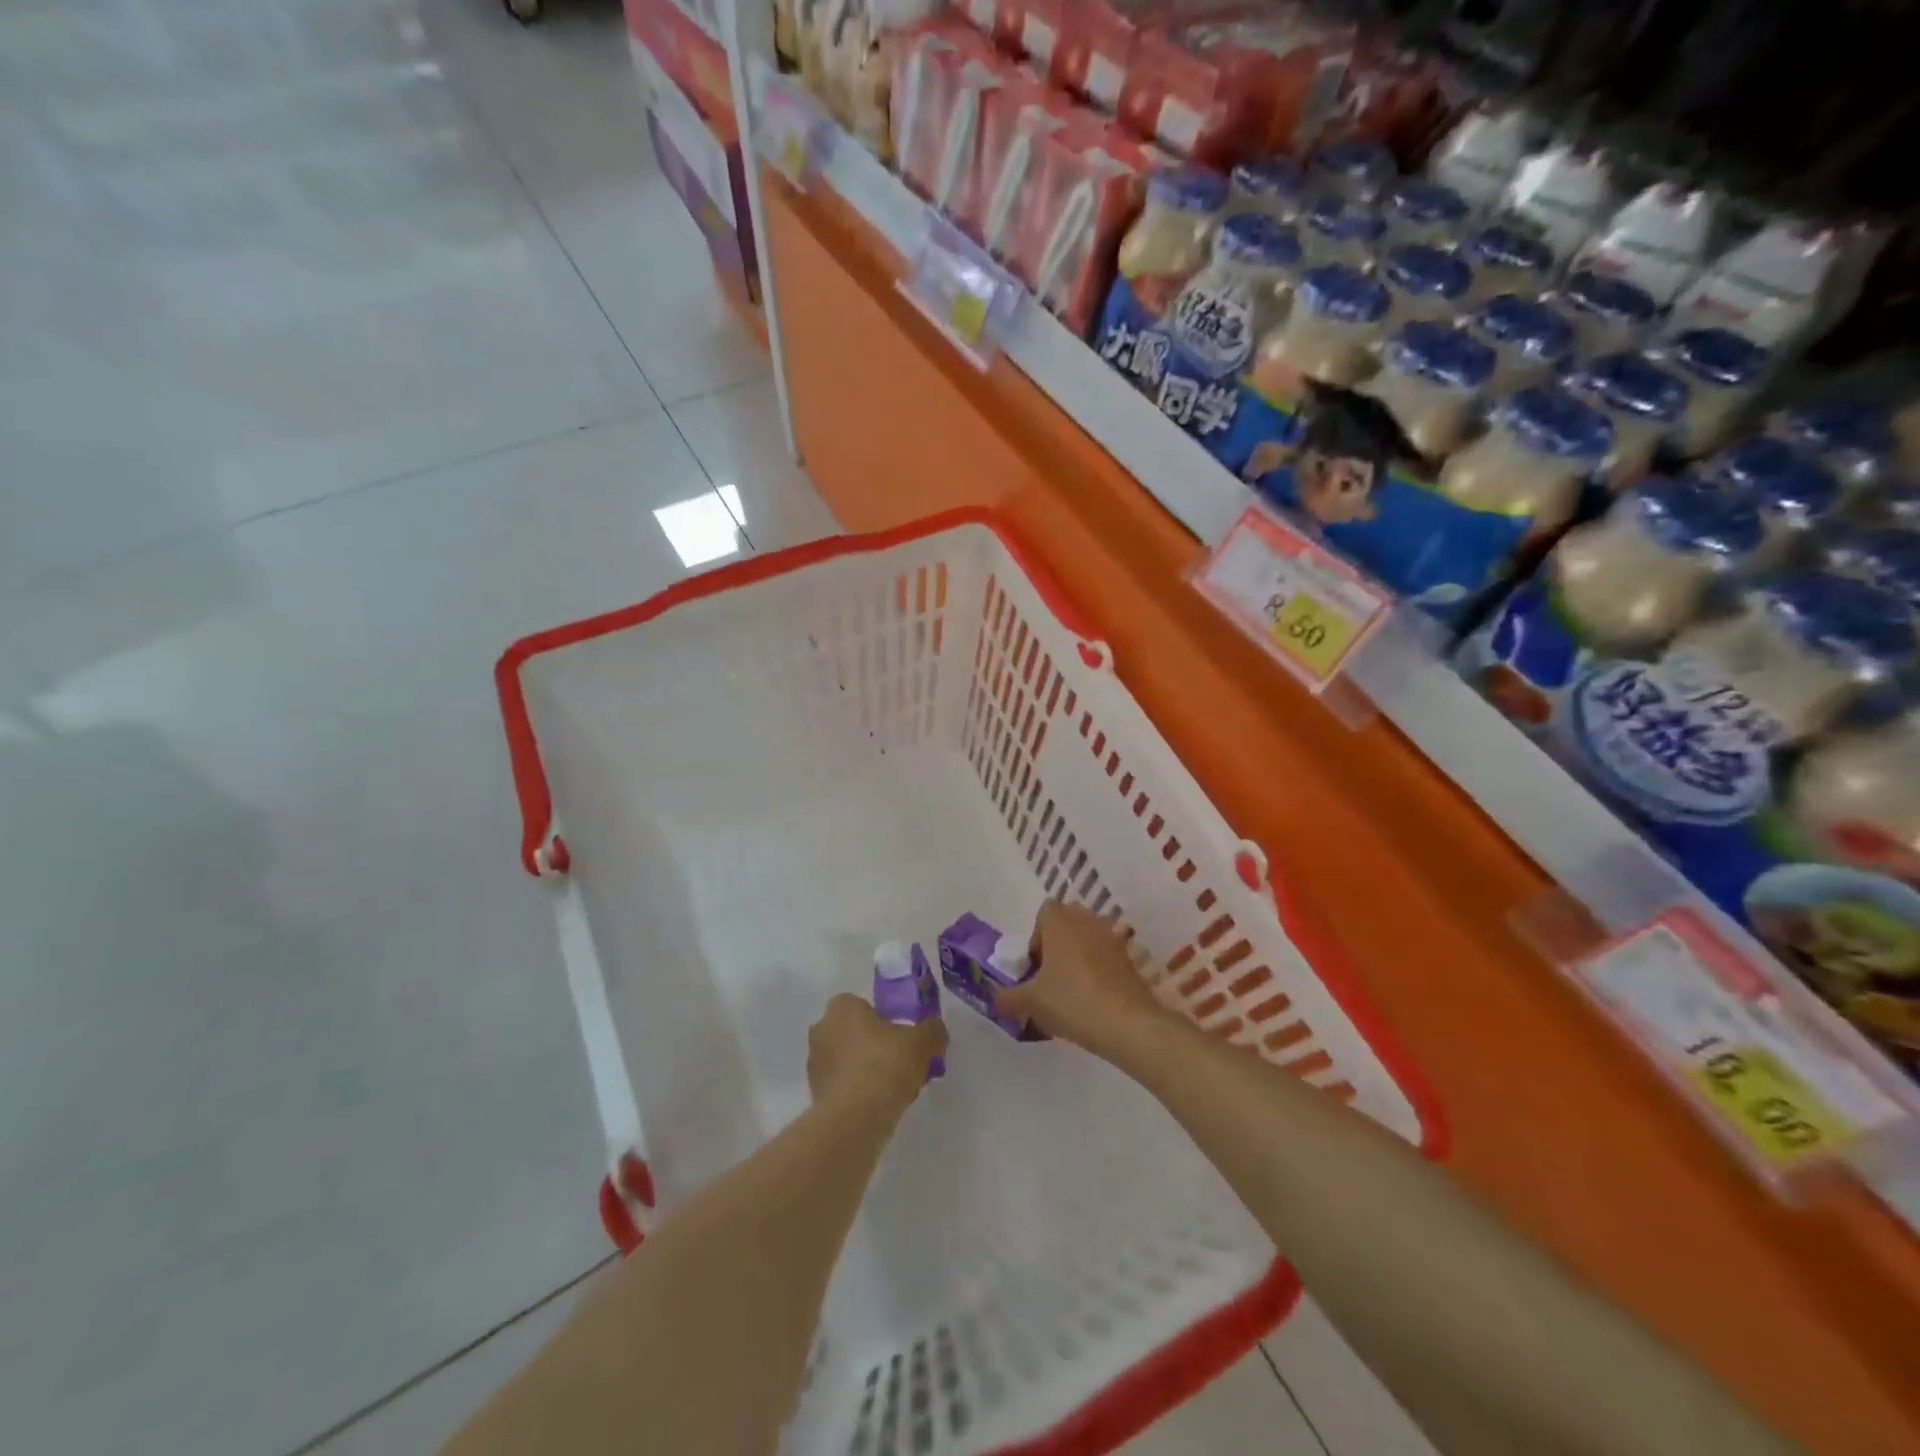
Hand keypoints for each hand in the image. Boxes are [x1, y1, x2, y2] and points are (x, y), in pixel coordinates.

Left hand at [807, 994, 946, 1118]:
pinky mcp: (814, 1094)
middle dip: (872, 1044)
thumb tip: (935, 1028)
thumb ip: (932, 1030)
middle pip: (853, 1032)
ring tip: (892, 1089)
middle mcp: (821, 1029)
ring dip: (864, 1069)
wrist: (854, 1119)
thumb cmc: (885, 1065)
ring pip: (846, 1059)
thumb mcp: (921, 1043)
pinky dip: (857, 1091)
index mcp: (842, 1008)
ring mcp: (814, 1063)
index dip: (883, 1020)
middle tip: (899, 1062)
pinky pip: (841, 1085)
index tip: (901, 1038)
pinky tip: (878, 1106)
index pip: (862, 1005)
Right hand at [997, 900, 1170, 1055]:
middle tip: (1050, 978)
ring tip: (1072, 991)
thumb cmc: (1072, 1001)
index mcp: (1060, 920)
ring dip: (1079, 958)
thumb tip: (997, 997)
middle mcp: (1088, 920)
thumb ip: (1008, 997)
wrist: (1128, 1024)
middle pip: (1067, 924)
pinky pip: (1107, 957)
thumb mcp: (1030, 1002)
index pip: (1044, 913)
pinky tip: (1094, 1000)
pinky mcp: (1130, 959)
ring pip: (1089, 940)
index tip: (1034, 968)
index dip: (1036, 938)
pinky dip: (1099, 972)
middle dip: (1057, 946)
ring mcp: (1113, 938)